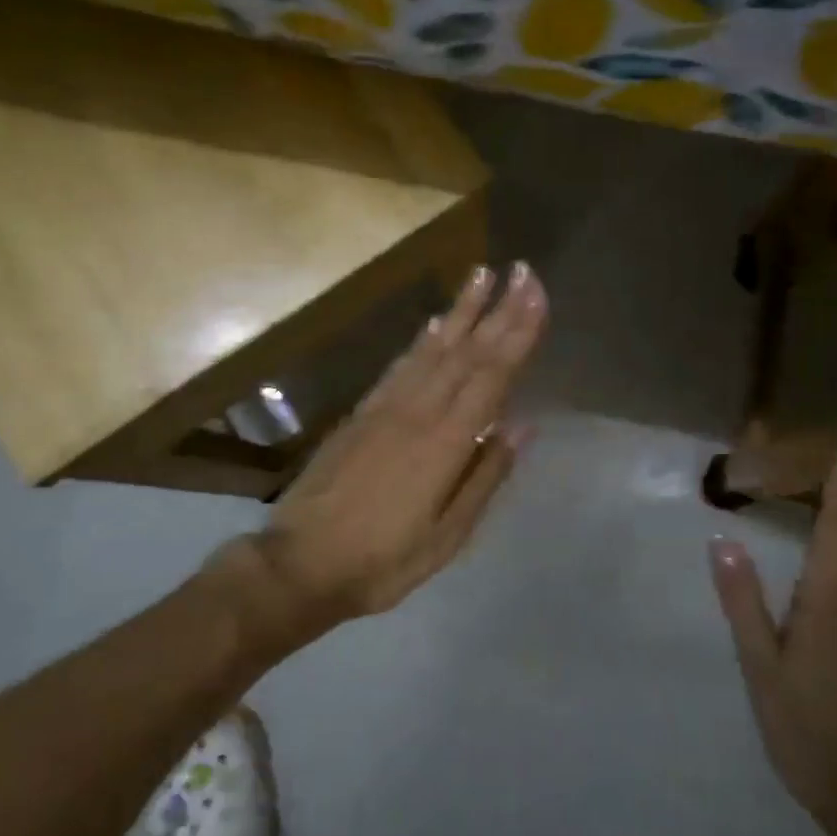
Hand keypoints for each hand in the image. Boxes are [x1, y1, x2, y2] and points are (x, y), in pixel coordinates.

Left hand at [253, 261, 547, 631]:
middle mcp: (417, 412)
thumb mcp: (446, 537)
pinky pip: (399, 365)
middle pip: (467, 352)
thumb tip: (523, 426)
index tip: (537, 295)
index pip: (491, 375)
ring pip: (432, 348)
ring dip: (461, 309)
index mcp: (445, 443)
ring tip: (482, 274)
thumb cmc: (381, 561)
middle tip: (523, 271)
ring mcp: (385, 408)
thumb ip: (485, 477)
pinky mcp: (362, 412)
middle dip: (499, 309)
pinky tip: (436, 321)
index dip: (517, 333)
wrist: (299, 564)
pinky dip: (422, 339)